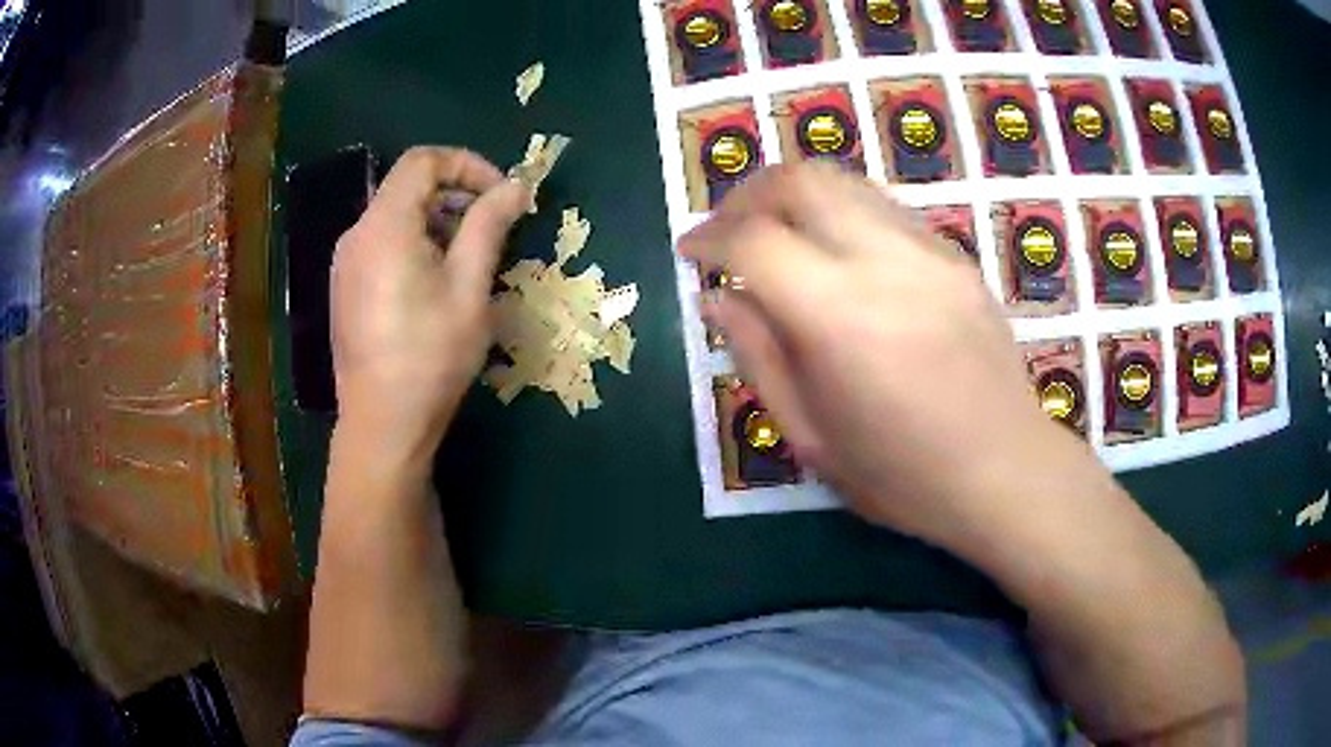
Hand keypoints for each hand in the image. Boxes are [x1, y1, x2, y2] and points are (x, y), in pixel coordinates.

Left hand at [331, 147, 529, 464]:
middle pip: (408, 186)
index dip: (468, 165)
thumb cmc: (430, 356)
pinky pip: (383, 244)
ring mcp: (346, 263)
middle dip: (456, 195)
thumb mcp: (469, 287)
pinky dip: (415, 243)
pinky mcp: (345, 287)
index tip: (501, 194)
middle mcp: (357, 234)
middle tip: (493, 228)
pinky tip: (436, 283)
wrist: (382, 424)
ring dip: (438, 221)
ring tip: (470, 260)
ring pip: (396, 216)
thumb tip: (516, 186)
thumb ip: (489, 226)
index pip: (424, 161)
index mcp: (385, 226)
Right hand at [679, 163, 1085, 544]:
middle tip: (727, 228)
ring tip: (775, 232)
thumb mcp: (811, 437)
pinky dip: (841, 213)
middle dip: (748, 193)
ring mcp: (930, 251)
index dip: (709, 237)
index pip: (755, 239)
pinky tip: (835, 253)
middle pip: (801, 180)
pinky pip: (884, 208)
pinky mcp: (956, 256)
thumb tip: (719, 299)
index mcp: (840, 318)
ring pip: (845, 182)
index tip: (690, 253)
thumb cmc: (903, 476)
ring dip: (795, 195)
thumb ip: (758, 357)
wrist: (1006, 471)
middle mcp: (886, 262)